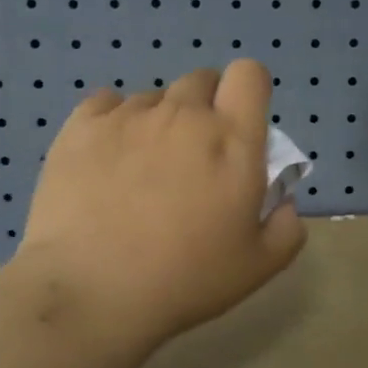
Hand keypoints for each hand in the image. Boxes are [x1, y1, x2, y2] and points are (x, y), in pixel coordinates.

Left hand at [14, 61, 306, 344]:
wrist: (91, 292)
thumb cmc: (185, 280)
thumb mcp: (259, 267)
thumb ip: (287, 227)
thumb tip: (284, 199)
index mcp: (232, 139)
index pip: (249, 74)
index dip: (248, 92)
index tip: (239, 126)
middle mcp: (183, 114)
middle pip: (201, 80)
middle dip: (205, 108)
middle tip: (194, 157)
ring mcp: (129, 115)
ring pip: (154, 97)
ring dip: (159, 121)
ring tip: (142, 170)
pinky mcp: (81, 126)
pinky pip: (106, 103)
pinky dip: (113, 122)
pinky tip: (106, 160)